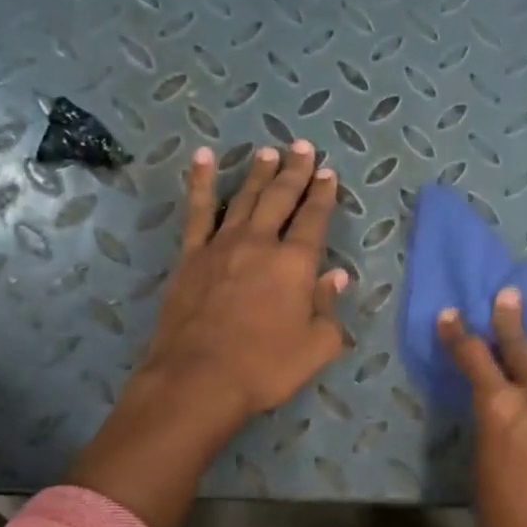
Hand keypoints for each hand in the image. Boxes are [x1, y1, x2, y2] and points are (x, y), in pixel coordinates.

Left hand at [68, 140, 348, 526]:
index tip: (327, 173)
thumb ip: (328, 307)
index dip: (322, 195)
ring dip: (257, 173)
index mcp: (295, 263)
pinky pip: (198, 212)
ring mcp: (221, 246)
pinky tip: (204, 159)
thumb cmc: (266, 366)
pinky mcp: (191, 257)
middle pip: (280, 198)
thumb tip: (335, 277)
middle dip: (294, 172)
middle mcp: (260, 243)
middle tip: (302, 147)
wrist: (199, 379)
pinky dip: (202, 183)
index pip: (314, 219)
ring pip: (244, 198)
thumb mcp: (316, 345)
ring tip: (267, 152)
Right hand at [437, 288, 526, 526]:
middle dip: (511, 321)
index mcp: (499, 410)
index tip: (451, 314)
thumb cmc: (509, 524)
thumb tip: (502, 422)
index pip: (474, 360)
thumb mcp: (484, 474)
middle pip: (522, 350)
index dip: (459, 336)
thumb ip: (494, 437)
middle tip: (509, 295)